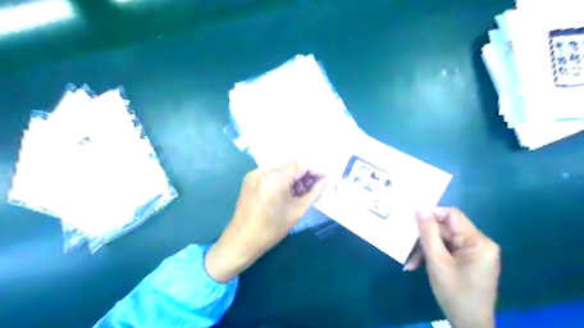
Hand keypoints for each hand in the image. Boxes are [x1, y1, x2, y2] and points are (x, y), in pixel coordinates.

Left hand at [204, 160, 327, 281]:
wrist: (241, 241)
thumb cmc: (271, 230)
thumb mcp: (297, 211)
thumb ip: (314, 193)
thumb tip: (327, 180)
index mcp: (275, 178)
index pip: (302, 164)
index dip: (317, 170)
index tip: (327, 179)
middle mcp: (264, 170)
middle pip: (292, 163)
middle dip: (306, 173)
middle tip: (315, 188)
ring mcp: (255, 173)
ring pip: (282, 167)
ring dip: (295, 176)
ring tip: (302, 192)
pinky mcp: (250, 178)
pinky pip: (272, 172)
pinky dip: (283, 178)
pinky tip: (288, 192)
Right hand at [404, 209, 498, 326]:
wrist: (470, 326)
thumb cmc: (455, 293)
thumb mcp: (437, 261)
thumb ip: (428, 233)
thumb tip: (419, 209)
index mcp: (477, 241)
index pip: (452, 215)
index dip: (431, 214)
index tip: (412, 221)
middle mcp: (479, 243)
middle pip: (445, 230)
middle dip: (424, 239)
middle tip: (406, 245)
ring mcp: (473, 253)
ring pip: (442, 241)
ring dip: (425, 250)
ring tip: (410, 262)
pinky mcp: (467, 261)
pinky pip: (446, 251)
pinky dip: (431, 257)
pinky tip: (417, 266)